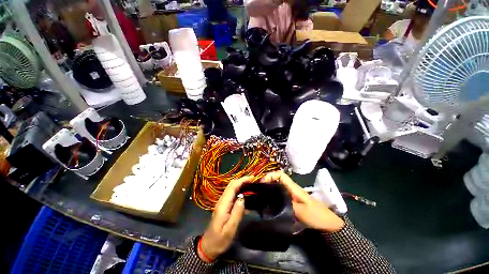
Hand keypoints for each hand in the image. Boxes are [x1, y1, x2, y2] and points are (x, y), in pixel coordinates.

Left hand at [199, 176, 251, 260]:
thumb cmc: (220, 240)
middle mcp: (222, 201)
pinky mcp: (224, 206)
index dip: (242, 180)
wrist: (208, 246)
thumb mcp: (230, 229)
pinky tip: (246, 195)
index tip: (252, 178)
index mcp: (223, 205)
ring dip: (241, 184)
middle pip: (231, 185)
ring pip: (231, 188)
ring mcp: (222, 203)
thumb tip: (243, 198)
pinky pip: (232, 195)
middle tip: (253, 180)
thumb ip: (237, 213)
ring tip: (251, 185)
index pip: (232, 187)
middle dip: (242, 180)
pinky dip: (239, 191)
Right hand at [262, 171, 344, 232]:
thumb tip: (272, 200)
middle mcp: (291, 188)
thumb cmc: (315, 215)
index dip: (270, 175)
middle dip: (268, 181)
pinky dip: (274, 195)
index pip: (280, 175)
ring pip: (278, 186)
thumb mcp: (300, 211)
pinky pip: (281, 194)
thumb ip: (286, 204)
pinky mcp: (292, 201)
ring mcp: (292, 194)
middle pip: (277, 179)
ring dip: (270, 188)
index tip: (262, 183)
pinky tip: (270, 203)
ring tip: (261, 196)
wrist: (327, 223)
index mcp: (293, 187)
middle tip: (258, 190)